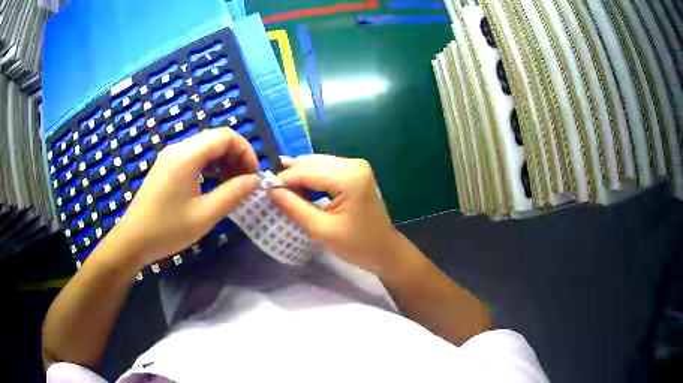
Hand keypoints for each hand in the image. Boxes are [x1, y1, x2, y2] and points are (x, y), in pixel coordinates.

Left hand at [112, 128, 258, 264]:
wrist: (133, 239)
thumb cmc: (168, 229)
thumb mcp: (205, 215)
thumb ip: (233, 194)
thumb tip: (255, 180)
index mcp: (187, 155)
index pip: (226, 136)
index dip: (246, 151)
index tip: (254, 175)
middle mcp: (178, 148)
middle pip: (216, 138)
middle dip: (236, 156)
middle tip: (245, 182)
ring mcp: (170, 156)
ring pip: (205, 147)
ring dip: (223, 161)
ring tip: (231, 185)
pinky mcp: (166, 166)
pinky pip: (194, 156)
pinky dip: (209, 166)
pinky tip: (213, 184)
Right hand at [269, 155, 398, 275]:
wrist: (384, 250)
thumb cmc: (356, 245)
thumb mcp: (321, 230)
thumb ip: (295, 208)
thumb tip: (271, 191)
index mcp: (349, 178)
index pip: (307, 171)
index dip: (284, 179)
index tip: (264, 190)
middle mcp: (354, 164)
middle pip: (312, 163)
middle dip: (291, 175)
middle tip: (272, 190)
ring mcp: (357, 166)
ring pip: (317, 163)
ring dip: (300, 175)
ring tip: (283, 191)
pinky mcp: (355, 172)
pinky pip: (326, 168)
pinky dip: (311, 177)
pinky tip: (300, 189)